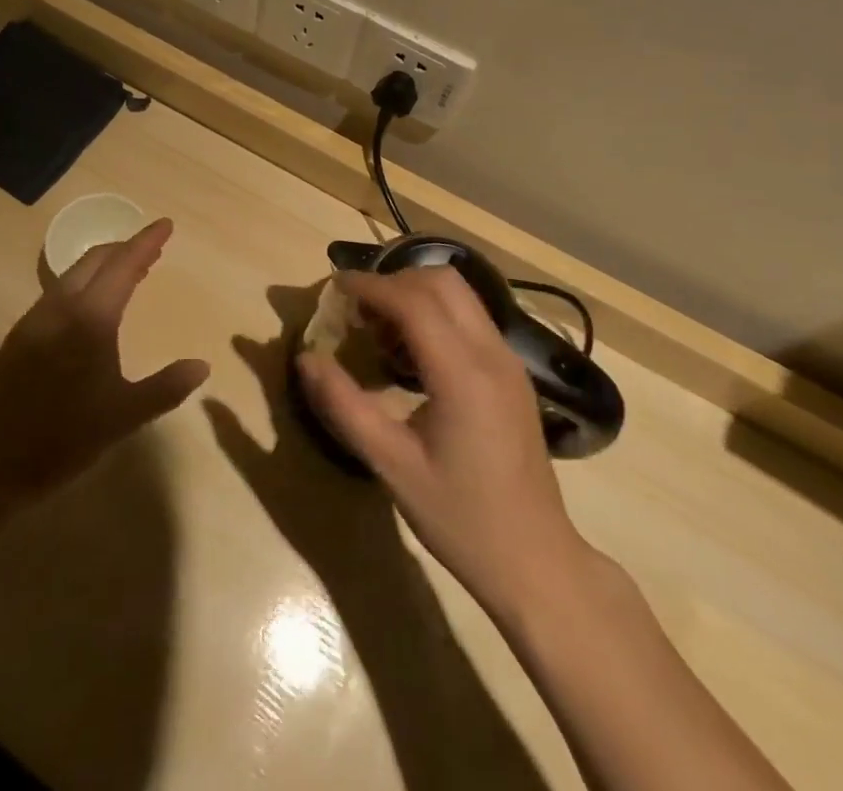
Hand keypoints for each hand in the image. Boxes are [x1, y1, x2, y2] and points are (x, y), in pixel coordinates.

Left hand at [0, 219, 208, 503]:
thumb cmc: (63, 439)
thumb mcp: (123, 417)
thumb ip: (166, 388)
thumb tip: (202, 365)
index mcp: (91, 319)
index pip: (124, 266)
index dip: (146, 242)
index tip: (165, 224)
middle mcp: (61, 307)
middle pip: (96, 260)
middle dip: (125, 248)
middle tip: (152, 250)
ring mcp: (36, 318)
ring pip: (74, 273)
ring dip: (104, 265)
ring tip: (129, 272)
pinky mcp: (21, 334)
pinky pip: (59, 291)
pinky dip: (84, 283)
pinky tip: (92, 304)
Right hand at [294, 267, 590, 619]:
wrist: (536, 561)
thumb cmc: (460, 518)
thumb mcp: (391, 464)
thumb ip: (344, 405)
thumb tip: (306, 358)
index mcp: (463, 374)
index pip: (413, 300)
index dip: (369, 286)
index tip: (334, 289)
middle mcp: (492, 353)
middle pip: (441, 281)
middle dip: (392, 283)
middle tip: (357, 312)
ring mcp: (508, 360)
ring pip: (459, 295)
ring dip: (415, 296)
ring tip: (380, 334)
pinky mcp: (512, 373)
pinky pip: (470, 318)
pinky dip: (435, 315)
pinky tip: (411, 356)